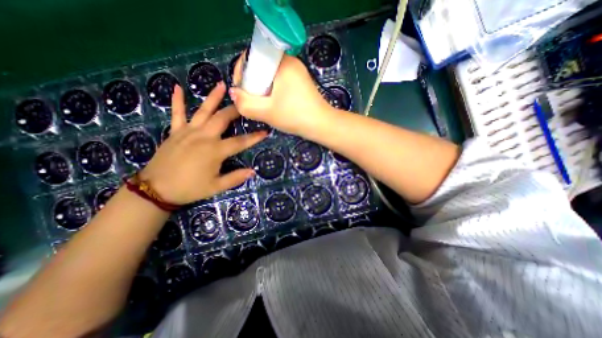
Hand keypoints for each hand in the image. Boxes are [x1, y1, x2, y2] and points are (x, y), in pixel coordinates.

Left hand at [139, 82, 266, 202]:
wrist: (156, 190)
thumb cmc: (190, 189)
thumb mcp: (216, 187)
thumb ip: (235, 178)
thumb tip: (253, 171)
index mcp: (215, 151)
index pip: (240, 142)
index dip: (254, 137)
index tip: (265, 131)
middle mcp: (203, 137)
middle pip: (222, 119)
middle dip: (235, 111)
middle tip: (245, 103)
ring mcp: (188, 132)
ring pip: (203, 111)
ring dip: (213, 97)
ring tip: (221, 85)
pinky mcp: (175, 132)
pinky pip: (177, 114)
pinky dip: (177, 101)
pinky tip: (177, 87)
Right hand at [230, 52, 333, 136]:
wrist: (322, 125)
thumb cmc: (295, 116)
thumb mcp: (267, 112)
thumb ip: (245, 103)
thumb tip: (233, 93)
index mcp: (282, 63)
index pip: (252, 57)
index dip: (242, 73)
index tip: (242, 91)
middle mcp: (291, 62)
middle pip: (261, 67)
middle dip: (253, 84)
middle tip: (254, 101)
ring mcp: (298, 72)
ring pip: (270, 76)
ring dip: (263, 90)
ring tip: (264, 106)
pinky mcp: (301, 82)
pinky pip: (280, 82)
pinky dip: (274, 92)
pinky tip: (275, 105)